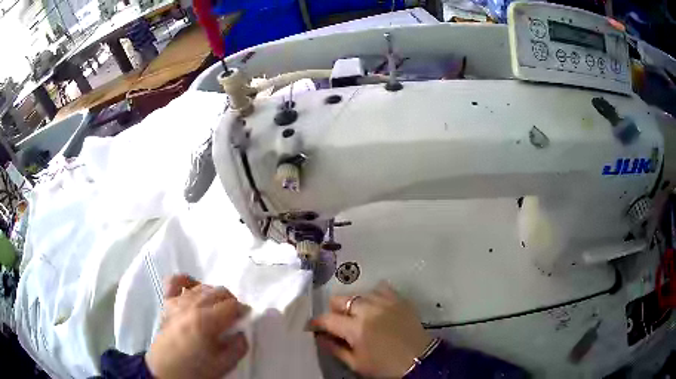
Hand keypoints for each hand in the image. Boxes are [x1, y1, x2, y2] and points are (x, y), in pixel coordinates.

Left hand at [145, 274, 249, 378]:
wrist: (166, 370)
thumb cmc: (196, 369)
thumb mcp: (224, 364)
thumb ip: (239, 346)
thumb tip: (242, 331)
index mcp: (206, 321)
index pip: (232, 305)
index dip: (243, 310)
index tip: (246, 319)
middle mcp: (192, 306)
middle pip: (218, 291)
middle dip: (231, 301)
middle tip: (234, 317)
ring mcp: (177, 302)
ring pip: (201, 287)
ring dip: (214, 294)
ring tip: (217, 309)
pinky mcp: (167, 303)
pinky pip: (174, 282)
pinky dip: (186, 281)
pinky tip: (193, 288)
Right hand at [310, 282, 432, 377]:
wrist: (419, 360)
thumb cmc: (384, 367)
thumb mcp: (356, 363)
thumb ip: (334, 349)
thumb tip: (319, 337)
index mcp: (356, 329)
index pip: (327, 319)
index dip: (316, 322)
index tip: (312, 326)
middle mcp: (368, 310)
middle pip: (341, 299)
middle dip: (333, 310)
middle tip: (337, 322)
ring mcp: (385, 302)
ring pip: (359, 293)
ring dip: (354, 303)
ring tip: (357, 315)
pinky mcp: (399, 300)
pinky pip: (381, 288)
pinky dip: (374, 295)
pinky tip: (375, 305)